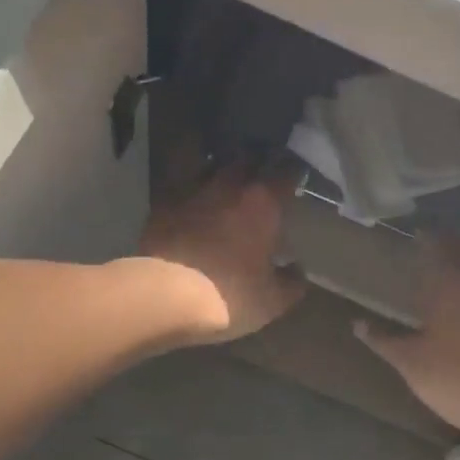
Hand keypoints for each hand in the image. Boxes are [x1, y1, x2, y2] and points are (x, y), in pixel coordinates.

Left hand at [137, 155, 305, 343]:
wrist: (166, 297)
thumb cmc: (229, 296)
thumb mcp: (271, 301)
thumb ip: (290, 283)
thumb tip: (298, 272)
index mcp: (263, 202)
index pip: (287, 172)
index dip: (293, 173)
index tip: (295, 178)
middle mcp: (229, 185)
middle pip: (247, 158)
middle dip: (256, 163)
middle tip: (259, 176)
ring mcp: (191, 190)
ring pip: (209, 162)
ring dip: (218, 166)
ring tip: (222, 177)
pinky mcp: (160, 204)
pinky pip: (177, 183)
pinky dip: (186, 185)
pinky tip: (187, 196)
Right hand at [356, 238, 459, 441]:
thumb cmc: (455, 377)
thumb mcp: (410, 362)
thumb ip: (384, 340)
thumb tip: (358, 324)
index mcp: (452, 282)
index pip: (437, 247)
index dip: (427, 240)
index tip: (419, 234)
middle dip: (454, 251)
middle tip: (438, 255)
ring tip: (457, 283)